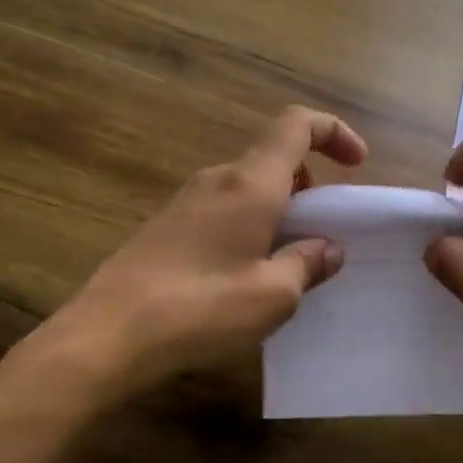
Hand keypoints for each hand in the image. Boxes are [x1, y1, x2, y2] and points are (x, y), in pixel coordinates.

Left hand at [23, 106, 367, 408]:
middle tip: (325, 231)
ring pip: (250, 186)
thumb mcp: (273, 295)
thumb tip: (328, 248)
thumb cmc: (200, 309)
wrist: (104, 337)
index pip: (296, 125)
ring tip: (290, 259)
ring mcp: (187, 201)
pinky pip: (225, 208)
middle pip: (275, 157)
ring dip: (281, 208)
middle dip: (311, 184)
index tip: (357, 163)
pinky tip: (247, 273)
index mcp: (251, 184)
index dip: (333, 131)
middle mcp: (219, 180)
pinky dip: (252, 224)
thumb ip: (308, 264)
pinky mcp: (167, 226)